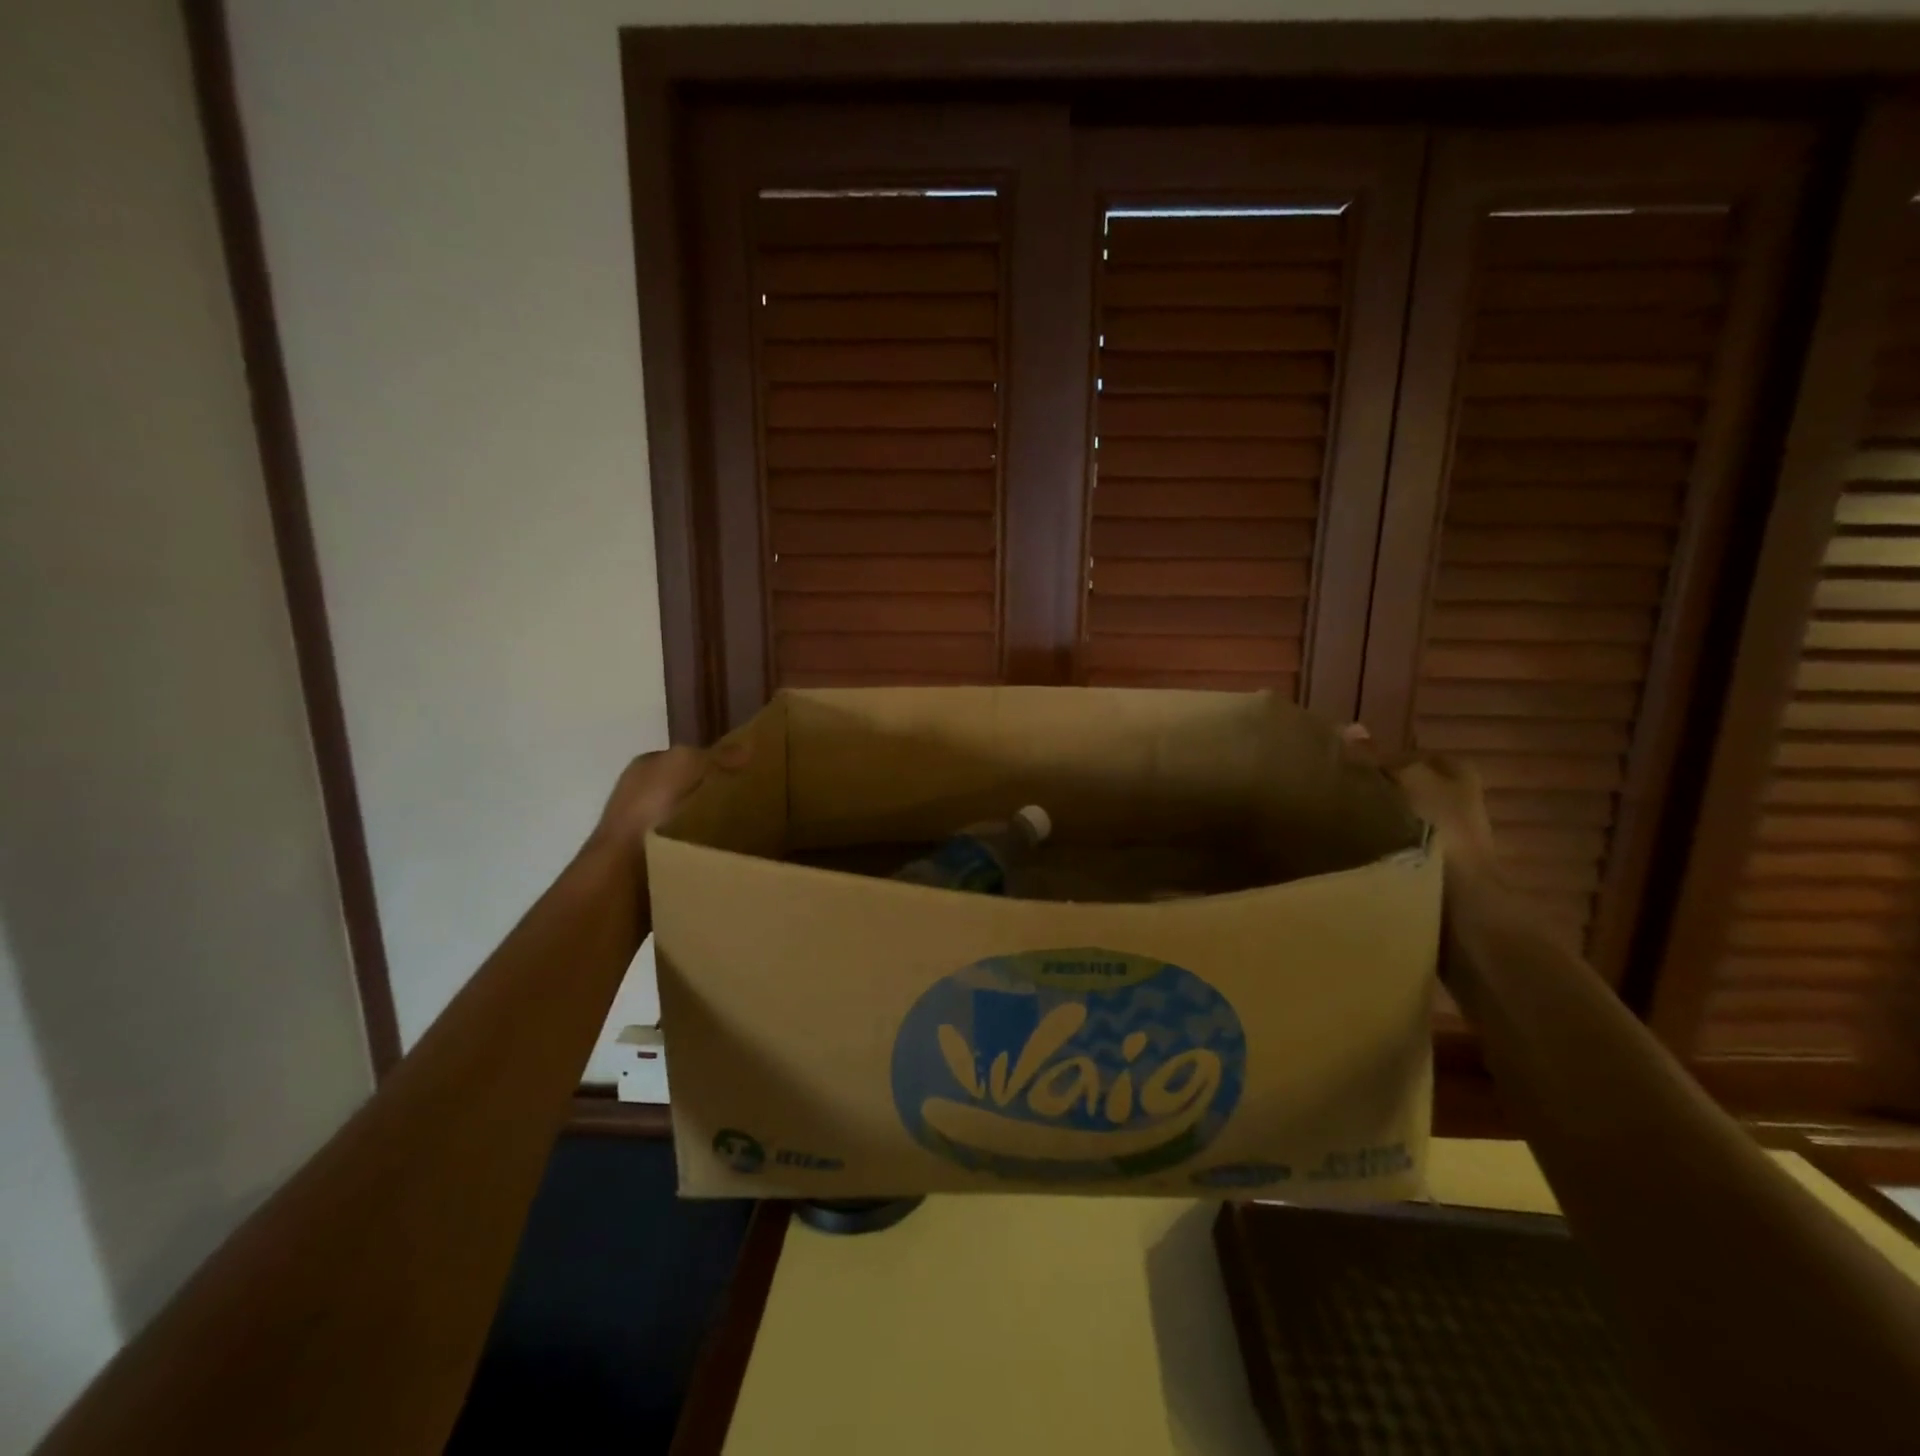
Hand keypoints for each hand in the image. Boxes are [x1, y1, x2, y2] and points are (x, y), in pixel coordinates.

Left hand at [589, 741, 747, 860]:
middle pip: (687, 789)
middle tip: (746, 803)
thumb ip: (716, 755)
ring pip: (687, 819)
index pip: (685, 758)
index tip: (743, 774)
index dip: (713, 762)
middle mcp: (640, 793)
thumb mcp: (686, 765)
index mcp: (645, 766)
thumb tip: (748, 747)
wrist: (622, 867)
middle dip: (713, 795)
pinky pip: (684, 846)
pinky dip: (700, 848)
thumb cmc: (650, 806)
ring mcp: (642, 827)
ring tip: (741, 831)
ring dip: (709, 824)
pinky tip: (720, 852)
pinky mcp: (649, 858)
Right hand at [1341, 725, 1496, 873]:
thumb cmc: (1441, 829)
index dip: (1371, 761)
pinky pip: (1392, 843)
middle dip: (1370, 789)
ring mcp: (1443, 833)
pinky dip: (1374, 844)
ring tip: (1336, 822)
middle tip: (1333, 795)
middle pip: (1398, 785)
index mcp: (1455, 771)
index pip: (1403, 756)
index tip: (1339, 771)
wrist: (1462, 900)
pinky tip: (1352, 847)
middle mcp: (1454, 797)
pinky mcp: (1430, 863)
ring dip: (1369, 819)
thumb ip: (1377, 756)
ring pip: (1393, 815)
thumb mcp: (1408, 779)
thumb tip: (1349, 728)